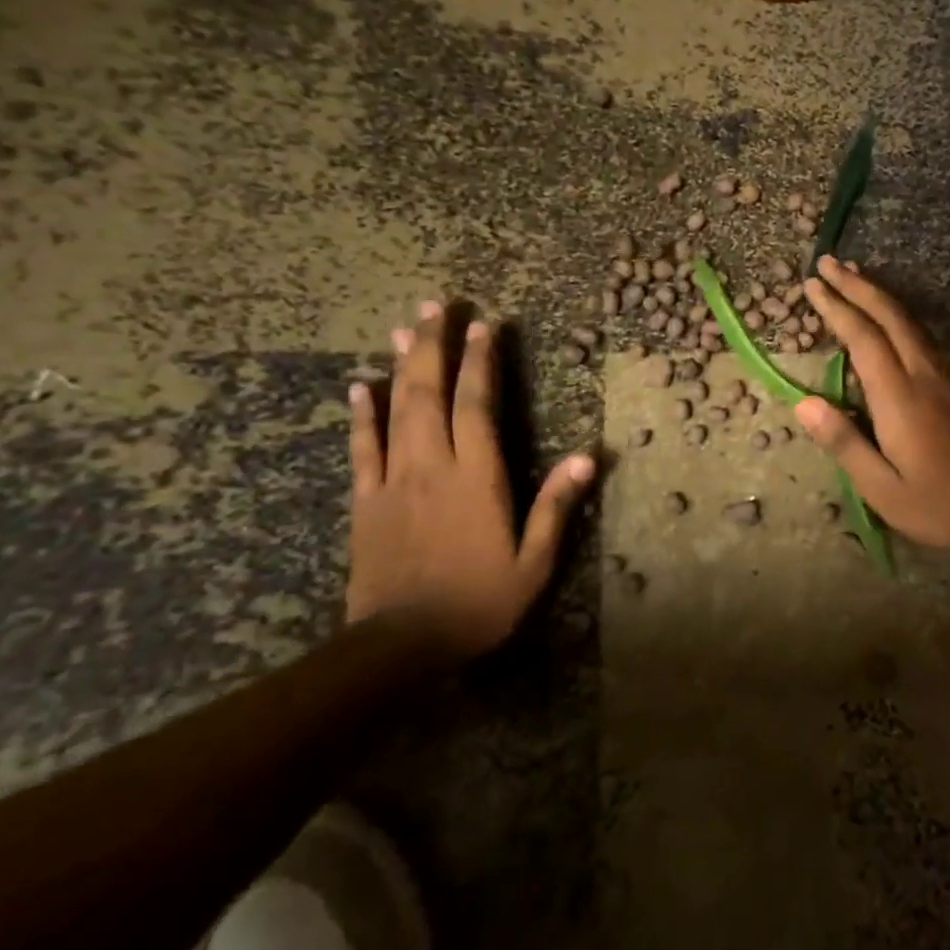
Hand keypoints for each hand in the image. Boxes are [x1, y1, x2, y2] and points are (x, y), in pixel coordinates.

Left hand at [347, 301, 595, 655]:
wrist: (401, 644)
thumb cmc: (478, 602)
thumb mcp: (533, 562)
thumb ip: (556, 506)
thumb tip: (589, 458)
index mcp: (476, 477)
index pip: (477, 405)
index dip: (481, 363)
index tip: (485, 325)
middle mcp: (432, 466)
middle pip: (430, 393)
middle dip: (434, 345)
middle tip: (435, 305)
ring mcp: (393, 480)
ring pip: (396, 410)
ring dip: (401, 366)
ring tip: (403, 328)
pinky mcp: (367, 500)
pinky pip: (363, 448)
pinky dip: (363, 414)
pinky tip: (361, 386)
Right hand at [794, 258, 949, 555]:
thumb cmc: (938, 505)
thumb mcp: (882, 488)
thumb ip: (844, 443)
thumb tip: (803, 404)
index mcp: (900, 398)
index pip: (863, 339)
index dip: (836, 308)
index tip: (811, 284)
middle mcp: (922, 375)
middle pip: (889, 316)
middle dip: (857, 285)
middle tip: (827, 262)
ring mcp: (942, 377)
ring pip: (907, 321)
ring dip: (878, 294)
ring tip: (853, 274)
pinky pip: (918, 334)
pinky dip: (895, 314)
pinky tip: (886, 316)